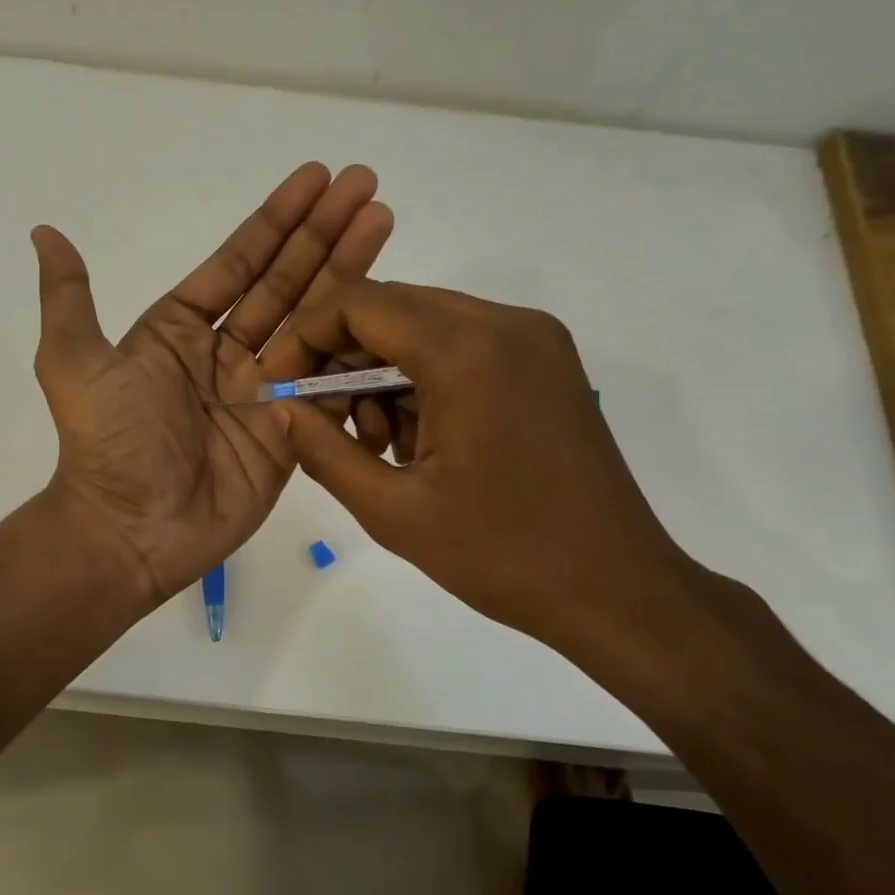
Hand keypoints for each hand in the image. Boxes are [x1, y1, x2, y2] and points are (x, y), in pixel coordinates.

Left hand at [31, 163, 392, 606]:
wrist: (130, 532)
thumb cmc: (107, 445)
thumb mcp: (73, 363)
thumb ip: (69, 297)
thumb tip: (43, 231)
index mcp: (180, 331)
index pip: (238, 264)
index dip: (276, 221)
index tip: (316, 178)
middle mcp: (225, 355)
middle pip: (285, 282)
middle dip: (324, 234)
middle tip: (366, 184)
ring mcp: (263, 393)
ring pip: (314, 323)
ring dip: (349, 273)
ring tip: (384, 221)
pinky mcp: (291, 433)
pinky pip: (328, 383)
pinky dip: (357, 347)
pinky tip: (388, 306)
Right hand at [278, 279, 705, 663]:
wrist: (616, 590)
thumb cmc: (500, 556)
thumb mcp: (392, 510)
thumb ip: (322, 450)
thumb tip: (278, 410)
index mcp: (467, 351)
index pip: (359, 303)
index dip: (306, 336)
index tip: (280, 386)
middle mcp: (505, 323)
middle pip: (392, 308)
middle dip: (343, 358)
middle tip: (323, 422)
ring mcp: (535, 339)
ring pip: (425, 327)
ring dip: (384, 373)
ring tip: (380, 445)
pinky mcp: (548, 362)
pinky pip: (463, 346)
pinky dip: (425, 380)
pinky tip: (422, 440)